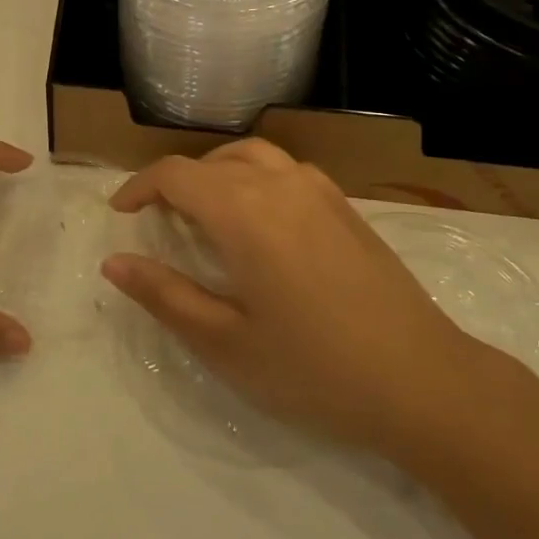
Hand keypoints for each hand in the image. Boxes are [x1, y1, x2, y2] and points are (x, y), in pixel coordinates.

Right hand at [101, 140, 485, 451]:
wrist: (425, 381)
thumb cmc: (315, 368)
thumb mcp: (225, 343)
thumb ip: (164, 296)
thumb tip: (114, 262)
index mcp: (243, 212)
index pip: (175, 175)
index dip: (139, 187)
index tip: (120, 213)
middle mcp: (279, 184)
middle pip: (210, 161)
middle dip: (174, 182)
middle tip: (156, 220)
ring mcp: (319, 190)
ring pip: (251, 156)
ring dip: (215, 172)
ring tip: (202, 210)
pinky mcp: (346, 206)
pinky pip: (285, 169)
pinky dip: (253, 176)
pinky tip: (259, 219)